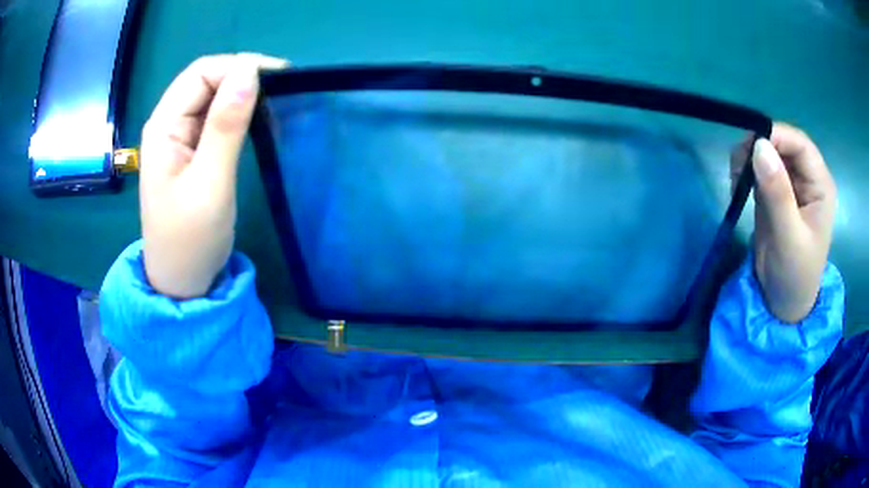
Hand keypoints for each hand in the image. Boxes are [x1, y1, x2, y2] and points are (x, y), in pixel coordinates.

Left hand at [140, 53, 288, 297]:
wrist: (181, 281)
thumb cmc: (190, 239)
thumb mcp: (210, 183)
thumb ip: (226, 127)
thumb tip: (250, 73)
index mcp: (163, 127)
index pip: (201, 73)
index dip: (238, 67)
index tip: (278, 78)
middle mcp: (168, 124)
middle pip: (206, 80)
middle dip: (243, 77)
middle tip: (282, 91)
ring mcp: (179, 138)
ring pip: (212, 97)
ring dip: (242, 94)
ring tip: (275, 105)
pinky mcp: (191, 151)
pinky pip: (215, 118)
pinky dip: (239, 113)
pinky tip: (258, 121)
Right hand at [731, 123, 836, 322]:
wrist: (782, 302)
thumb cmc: (795, 275)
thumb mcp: (789, 237)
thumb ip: (778, 193)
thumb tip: (759, 146)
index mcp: (820, 185)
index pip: (800, 144)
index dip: (777, 135)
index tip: (751, 144)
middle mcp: (807, 178)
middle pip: (783, 143)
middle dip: (759, 146)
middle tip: (737, 165)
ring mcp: (791, 184)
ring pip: (768, 151)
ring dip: (749, 158)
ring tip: (736, 180)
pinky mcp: (775, 191)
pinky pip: (759, 167)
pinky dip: (745, 170)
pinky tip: (738, 186)